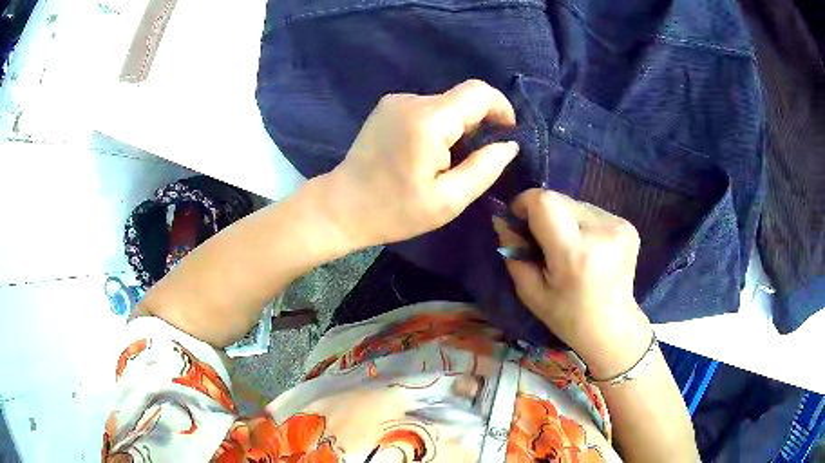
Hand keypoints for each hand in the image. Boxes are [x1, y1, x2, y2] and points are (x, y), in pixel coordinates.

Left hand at [322, 79, 519, 246]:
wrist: (341, 207)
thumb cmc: (394, 211)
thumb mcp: (448, 200)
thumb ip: (484, 169)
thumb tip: (509, 145)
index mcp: (428, 120)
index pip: (479, 92)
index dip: (501, 108)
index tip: (506, 135)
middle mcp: (411, 100)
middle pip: (462, 98)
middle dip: (479, 123)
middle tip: (475, 159)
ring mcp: (396, 101)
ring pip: (446, 104)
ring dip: (458, 127)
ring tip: (448, 162)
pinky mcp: (387, 107)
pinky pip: (427, 109)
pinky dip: (439, 125)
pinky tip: (427, 153)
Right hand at [495, 189, 652, 377]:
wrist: (613, 327)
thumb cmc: (568, 317)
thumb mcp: (530, 292)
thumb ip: (514, 252)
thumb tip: (503, 219)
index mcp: (574, 253)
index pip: (545, 201)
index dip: (525, 204)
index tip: (520, 221)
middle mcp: (600, 232)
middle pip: (559, 199)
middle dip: (545, 215)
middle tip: (545, 243)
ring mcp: (619, 226)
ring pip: (576, 204)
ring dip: (565, 220)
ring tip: (571, 250)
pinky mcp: (628, 226)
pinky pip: (592, 213)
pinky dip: (583, 225)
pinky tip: (588, 250)